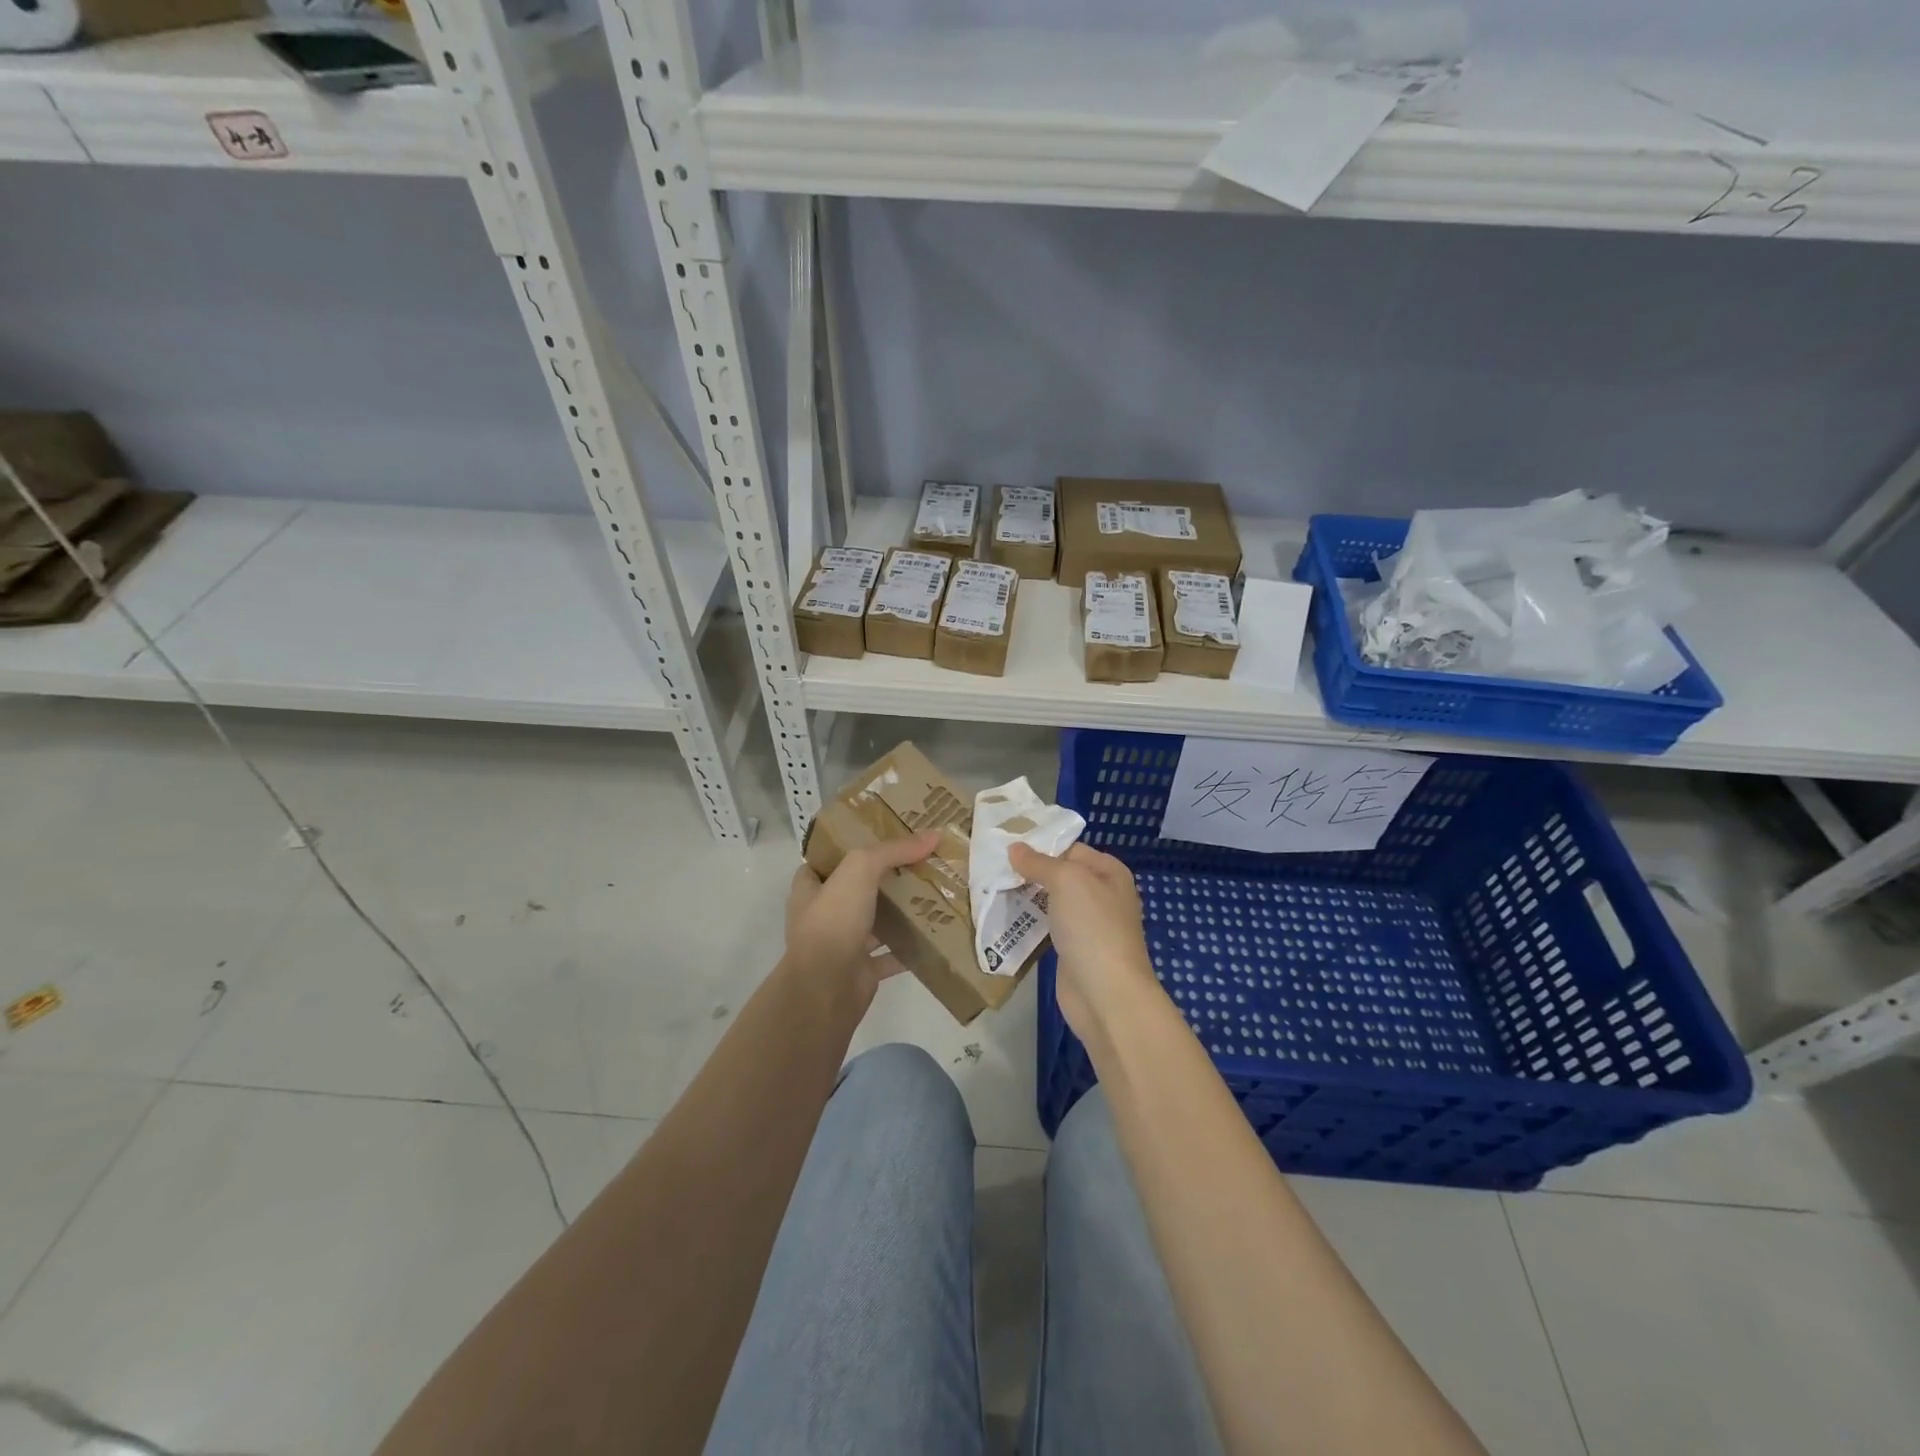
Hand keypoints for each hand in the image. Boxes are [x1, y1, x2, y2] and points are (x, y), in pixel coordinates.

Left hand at [785, 831, 939, 991]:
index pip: (825, 862)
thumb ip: (893, 851)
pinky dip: (909, 947)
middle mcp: (823, 916)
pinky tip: (934, 934)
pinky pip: (891, 955)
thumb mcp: (860, 870)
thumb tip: (932, 835)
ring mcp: (842, 945)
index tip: (881, 837)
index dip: (848, 848)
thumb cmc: (833, 922)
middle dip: (883, 879)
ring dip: (898, 913)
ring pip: (874, 923)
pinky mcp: (861, 971)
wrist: (826, 989)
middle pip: (855, 890)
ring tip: (932, 893)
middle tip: (917, 863)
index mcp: (810, 890)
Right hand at [1008, 842, 1163, 1039]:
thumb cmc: (1092, 927)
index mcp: (1109, 872)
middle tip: (993, 867)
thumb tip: (1014, 847)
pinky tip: (1005, 917)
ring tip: (992, 888)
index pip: (1070, 849)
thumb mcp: (1066, 881)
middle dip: (1030, 872)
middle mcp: (1102, 895)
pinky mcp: (1073, 950)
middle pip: (1060, 875)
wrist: (1106, 995)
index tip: (1006, 845)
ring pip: (1052, 902)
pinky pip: (1048, 927)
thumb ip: (1039, 862)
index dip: (1041, 846)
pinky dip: (1029, 922)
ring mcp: (1088, 925)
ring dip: (1026, 897)